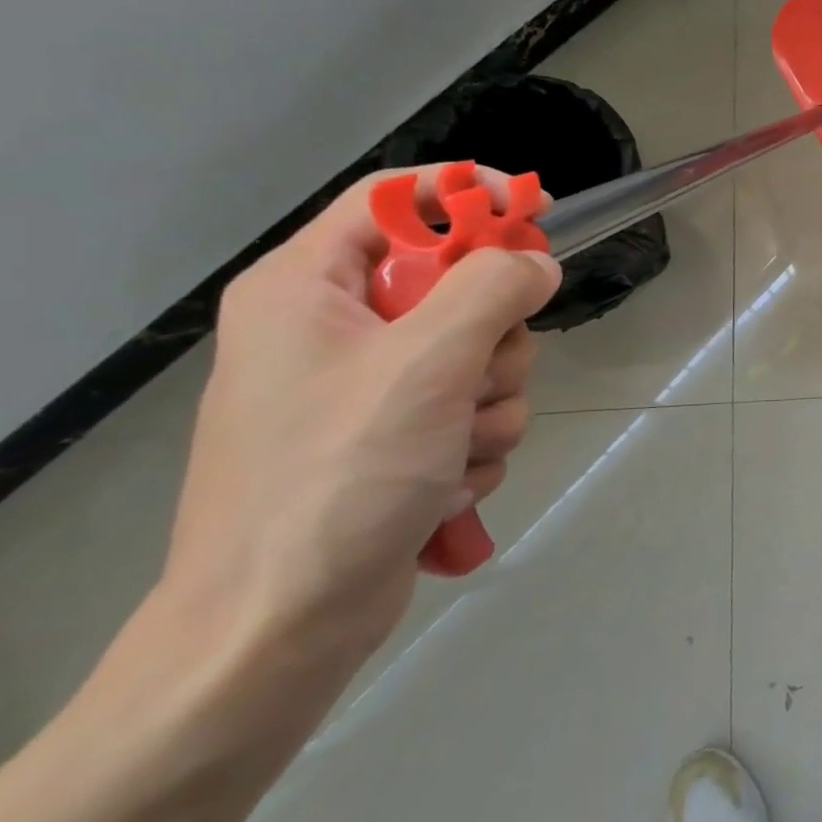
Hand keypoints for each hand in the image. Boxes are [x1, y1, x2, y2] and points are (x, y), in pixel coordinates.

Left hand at [163, 166, 560, 664]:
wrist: (281, 625)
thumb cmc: (340, 475)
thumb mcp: (427, 364)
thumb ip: (493, 290)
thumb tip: (536, 263)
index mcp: (308, 289)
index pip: (396, 200)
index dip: (471, 196)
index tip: (540, 214)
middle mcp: (335, 329)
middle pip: (459, 285)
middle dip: (494, 337)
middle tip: (477, 377)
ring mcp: (369, 389)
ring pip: (481, 355)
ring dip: (493, 402)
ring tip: (457, 450)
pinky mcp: (397, 439)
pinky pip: (473, 409)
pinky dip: (477, 443)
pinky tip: (447, 483)